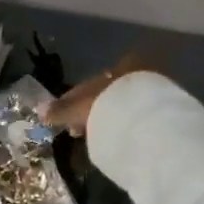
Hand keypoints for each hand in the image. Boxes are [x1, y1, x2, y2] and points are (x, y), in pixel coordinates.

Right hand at [39, 53, 156, 136]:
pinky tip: (114, 138)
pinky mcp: (164, 110)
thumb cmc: (110, 104)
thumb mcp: (80, 107)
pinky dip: (121, 125)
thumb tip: (40, 111)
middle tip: (77, 130)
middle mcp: (140, 72)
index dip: (74, 100)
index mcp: (122, 65)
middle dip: (91, 111)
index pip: (91, 82)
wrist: (149, 119)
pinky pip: (134, 117)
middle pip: (107, 94)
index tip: (65, 118)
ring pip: (121, 105)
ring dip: (106, 119)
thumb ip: (60, 109)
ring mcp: (155, 91)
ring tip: (94, 137)